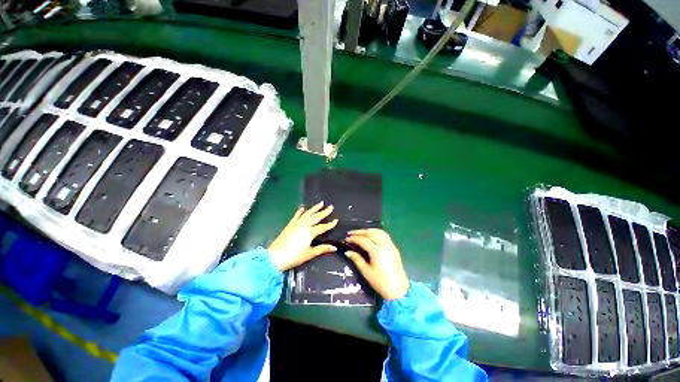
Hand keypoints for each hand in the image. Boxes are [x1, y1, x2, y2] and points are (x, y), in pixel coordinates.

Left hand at [268, 202, 337, 270]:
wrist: (276, 256)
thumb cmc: (294, 256)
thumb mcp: (310, 254)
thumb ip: (322, 249)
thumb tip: (334, 248)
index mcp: (310, 232)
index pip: (323, 227)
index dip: (330, 224)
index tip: (336, 220)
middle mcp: (304, 225)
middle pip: (316, 217)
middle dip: (324, 212)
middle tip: (331, 207)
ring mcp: (296, 223)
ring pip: (307, 213)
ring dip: (314, 208)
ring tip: (320, 203)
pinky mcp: (290, 224)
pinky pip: (296, 216)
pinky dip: (300, 211)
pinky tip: (303, 208)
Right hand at [345, 229, 408, 299]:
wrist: (399, 289)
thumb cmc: (381, 282)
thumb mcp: (366, 272)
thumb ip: (357, 259)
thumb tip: (347, 252)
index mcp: (376, 252)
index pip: (363, 240)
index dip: (354, 238)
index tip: (346, 239)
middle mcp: (384, 245)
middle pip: (370, 233)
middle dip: (359, 232)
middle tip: (351, 233)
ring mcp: (390, 245)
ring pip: (378, 231)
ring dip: (368, 230)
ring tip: (360, 233)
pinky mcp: (394, 247)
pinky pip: (384, 235)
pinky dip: (376, 232)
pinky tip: (371, 235)